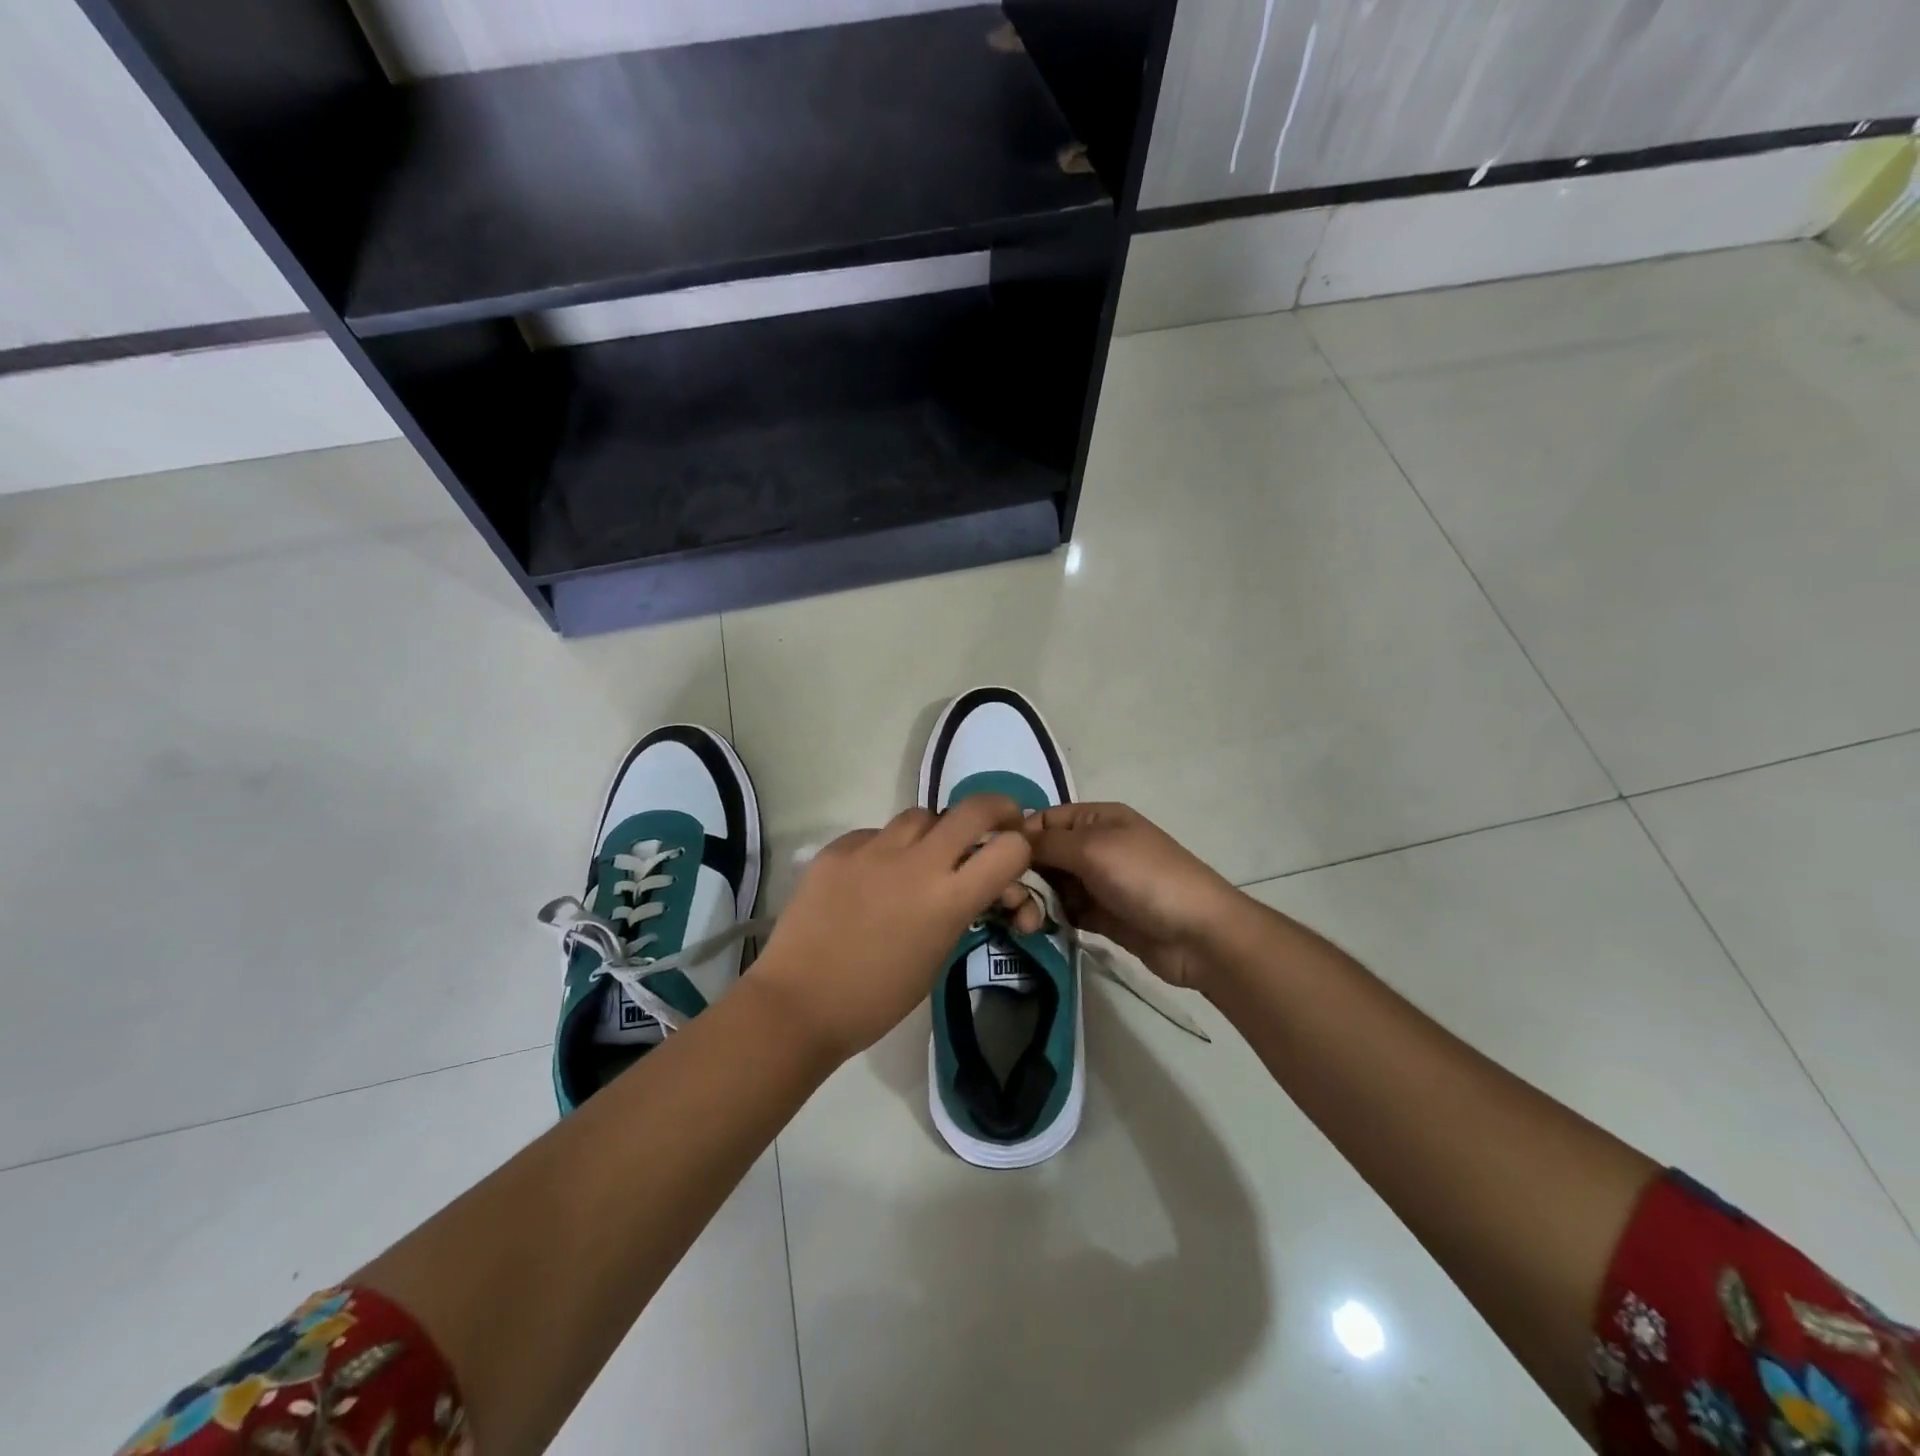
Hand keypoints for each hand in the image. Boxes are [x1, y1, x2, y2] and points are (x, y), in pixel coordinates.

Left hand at [752, 795, 1035, 1062]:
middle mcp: (917, 862)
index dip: (1021, 848)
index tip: (1015, 854)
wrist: (798, 1003)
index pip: (1010, 849)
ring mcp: (873, 849)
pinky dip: (886, 849)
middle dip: (996, 809)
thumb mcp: (936, 957)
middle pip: (973, 809)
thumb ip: (959, 911)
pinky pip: (876, 834)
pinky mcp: (838, 848)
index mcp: (949, 899)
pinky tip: (873, 876)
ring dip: (935, 831)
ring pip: (921, 816)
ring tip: (924, 857)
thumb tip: (972, 887)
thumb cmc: (876, 999)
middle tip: (998, 821)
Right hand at [1023, 803, 1242, 992]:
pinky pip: (1065, 912)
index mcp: (1097, 820)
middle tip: (1007, 901)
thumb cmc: (1145, 878)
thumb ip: (1048, 842)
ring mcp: (1099, 883)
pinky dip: (1049, 919)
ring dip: (1034, 901)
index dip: (1017, 837)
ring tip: (1024, 922)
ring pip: (1052, 886)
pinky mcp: (1102, 917)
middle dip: (1022, 875)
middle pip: (1044, 855)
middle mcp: (1095, 846)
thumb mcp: (1093, 849)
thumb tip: (1009, 837)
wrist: (1198, 935)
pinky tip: (1035, 929)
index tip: (990, 862)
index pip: (1044, 820)